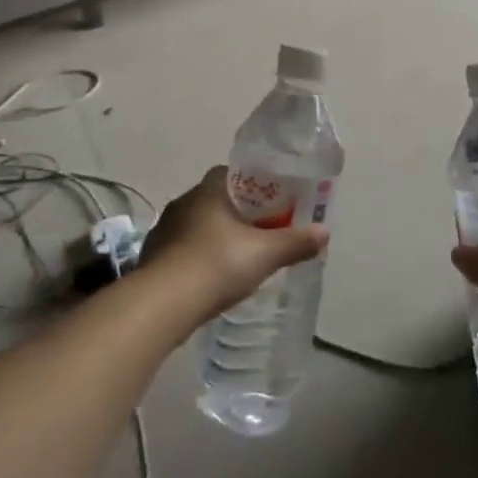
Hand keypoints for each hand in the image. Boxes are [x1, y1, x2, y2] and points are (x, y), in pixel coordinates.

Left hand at [142, 167, 329, 320]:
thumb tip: (324, 232)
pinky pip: (183, 249)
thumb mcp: (264, 254)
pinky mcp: (153, 257)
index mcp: (209, 189)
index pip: (234, 173)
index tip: (272, 202)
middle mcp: (184, 202)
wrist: (162, 304)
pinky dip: (198, 258)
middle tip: (261, 231)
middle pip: (217, 199)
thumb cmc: (217, 264)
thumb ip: (295, 242)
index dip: (255, 185)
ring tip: (238, 257)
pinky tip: (210, 278)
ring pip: (198, 225)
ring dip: (216, 236)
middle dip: (238, 213)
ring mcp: (164, 229)